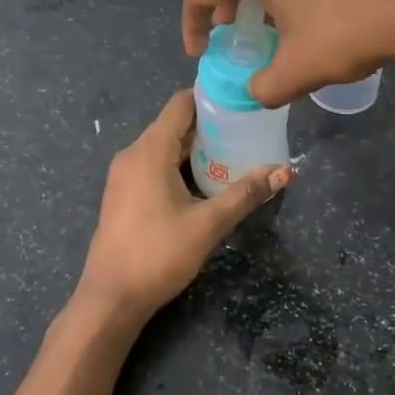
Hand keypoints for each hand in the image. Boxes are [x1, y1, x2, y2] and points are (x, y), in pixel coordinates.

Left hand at [73, 89, 288, 325]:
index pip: (181, 104)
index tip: (243, 99)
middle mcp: (133, 155)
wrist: (110, 298)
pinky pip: (156, 167)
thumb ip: (245, 194)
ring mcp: (125, 176)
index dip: (211, 97)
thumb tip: (284, 171)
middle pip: (175, 126)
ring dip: (198, 149)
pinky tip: (207, 183)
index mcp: (149, 151)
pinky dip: (181, 167)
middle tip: (250, 130)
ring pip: (166, 148)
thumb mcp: (208, 224)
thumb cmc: (158, 254)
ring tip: (236, 154)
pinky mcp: (124, 195)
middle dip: (211, 126)